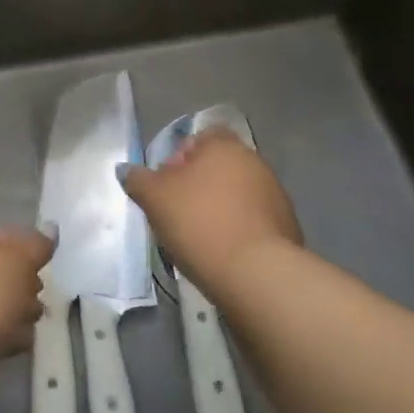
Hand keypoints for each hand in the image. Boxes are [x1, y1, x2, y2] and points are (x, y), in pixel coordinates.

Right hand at [119, 127, 302, 296]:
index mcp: (224, 146)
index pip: (201, 138)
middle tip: (177, 211)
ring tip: (199, 237)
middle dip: (198, 185)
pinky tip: (223, 252)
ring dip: (220, 208)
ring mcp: (276, 195)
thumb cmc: (200, 222)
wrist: (257, 275)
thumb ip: (138, 180)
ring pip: (237, 194)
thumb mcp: (154, 198)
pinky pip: (253, 220)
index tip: (167, 184)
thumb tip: (125, 170)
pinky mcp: (288, 228)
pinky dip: (238, 229)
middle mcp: (255, 162)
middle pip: (219, 166)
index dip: (180, 156)